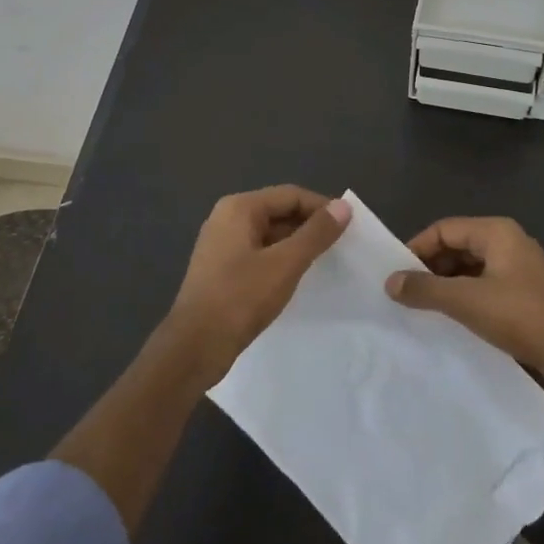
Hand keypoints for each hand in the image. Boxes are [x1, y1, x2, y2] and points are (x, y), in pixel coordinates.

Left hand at [166, 185, 350, 381]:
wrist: (194, 347)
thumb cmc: (240, 298)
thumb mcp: (285, 264)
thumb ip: (316, 234)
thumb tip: (343, 206)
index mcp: (239, 208)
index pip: (290, 195)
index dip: (322, 207)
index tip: (350, 226)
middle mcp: (227, 218)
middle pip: (279, 211)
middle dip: (310, 225)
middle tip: (341, 245)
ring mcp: (221, 244)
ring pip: (269, 234)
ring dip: (296, 244)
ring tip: (325, 261)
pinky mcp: (221, 269)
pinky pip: (259, 253)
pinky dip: (280, 259)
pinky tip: (296, 277)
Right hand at [387, 216, 543, 399]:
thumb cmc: (524, 316)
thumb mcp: (468, 301)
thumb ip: (426, 290)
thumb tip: (390, 282)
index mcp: (497, 232)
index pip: (444, 229)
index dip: (417, 248)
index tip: (396, 275)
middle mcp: (509, 243)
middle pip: (458, 246)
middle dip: (431, 268)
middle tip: (406, 295)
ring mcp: (521, 270)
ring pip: (472, 269)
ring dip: (448, 286)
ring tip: (425, 310)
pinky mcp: (528, 296)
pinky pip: (487, 288)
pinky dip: (467, 299)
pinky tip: (455, 321)